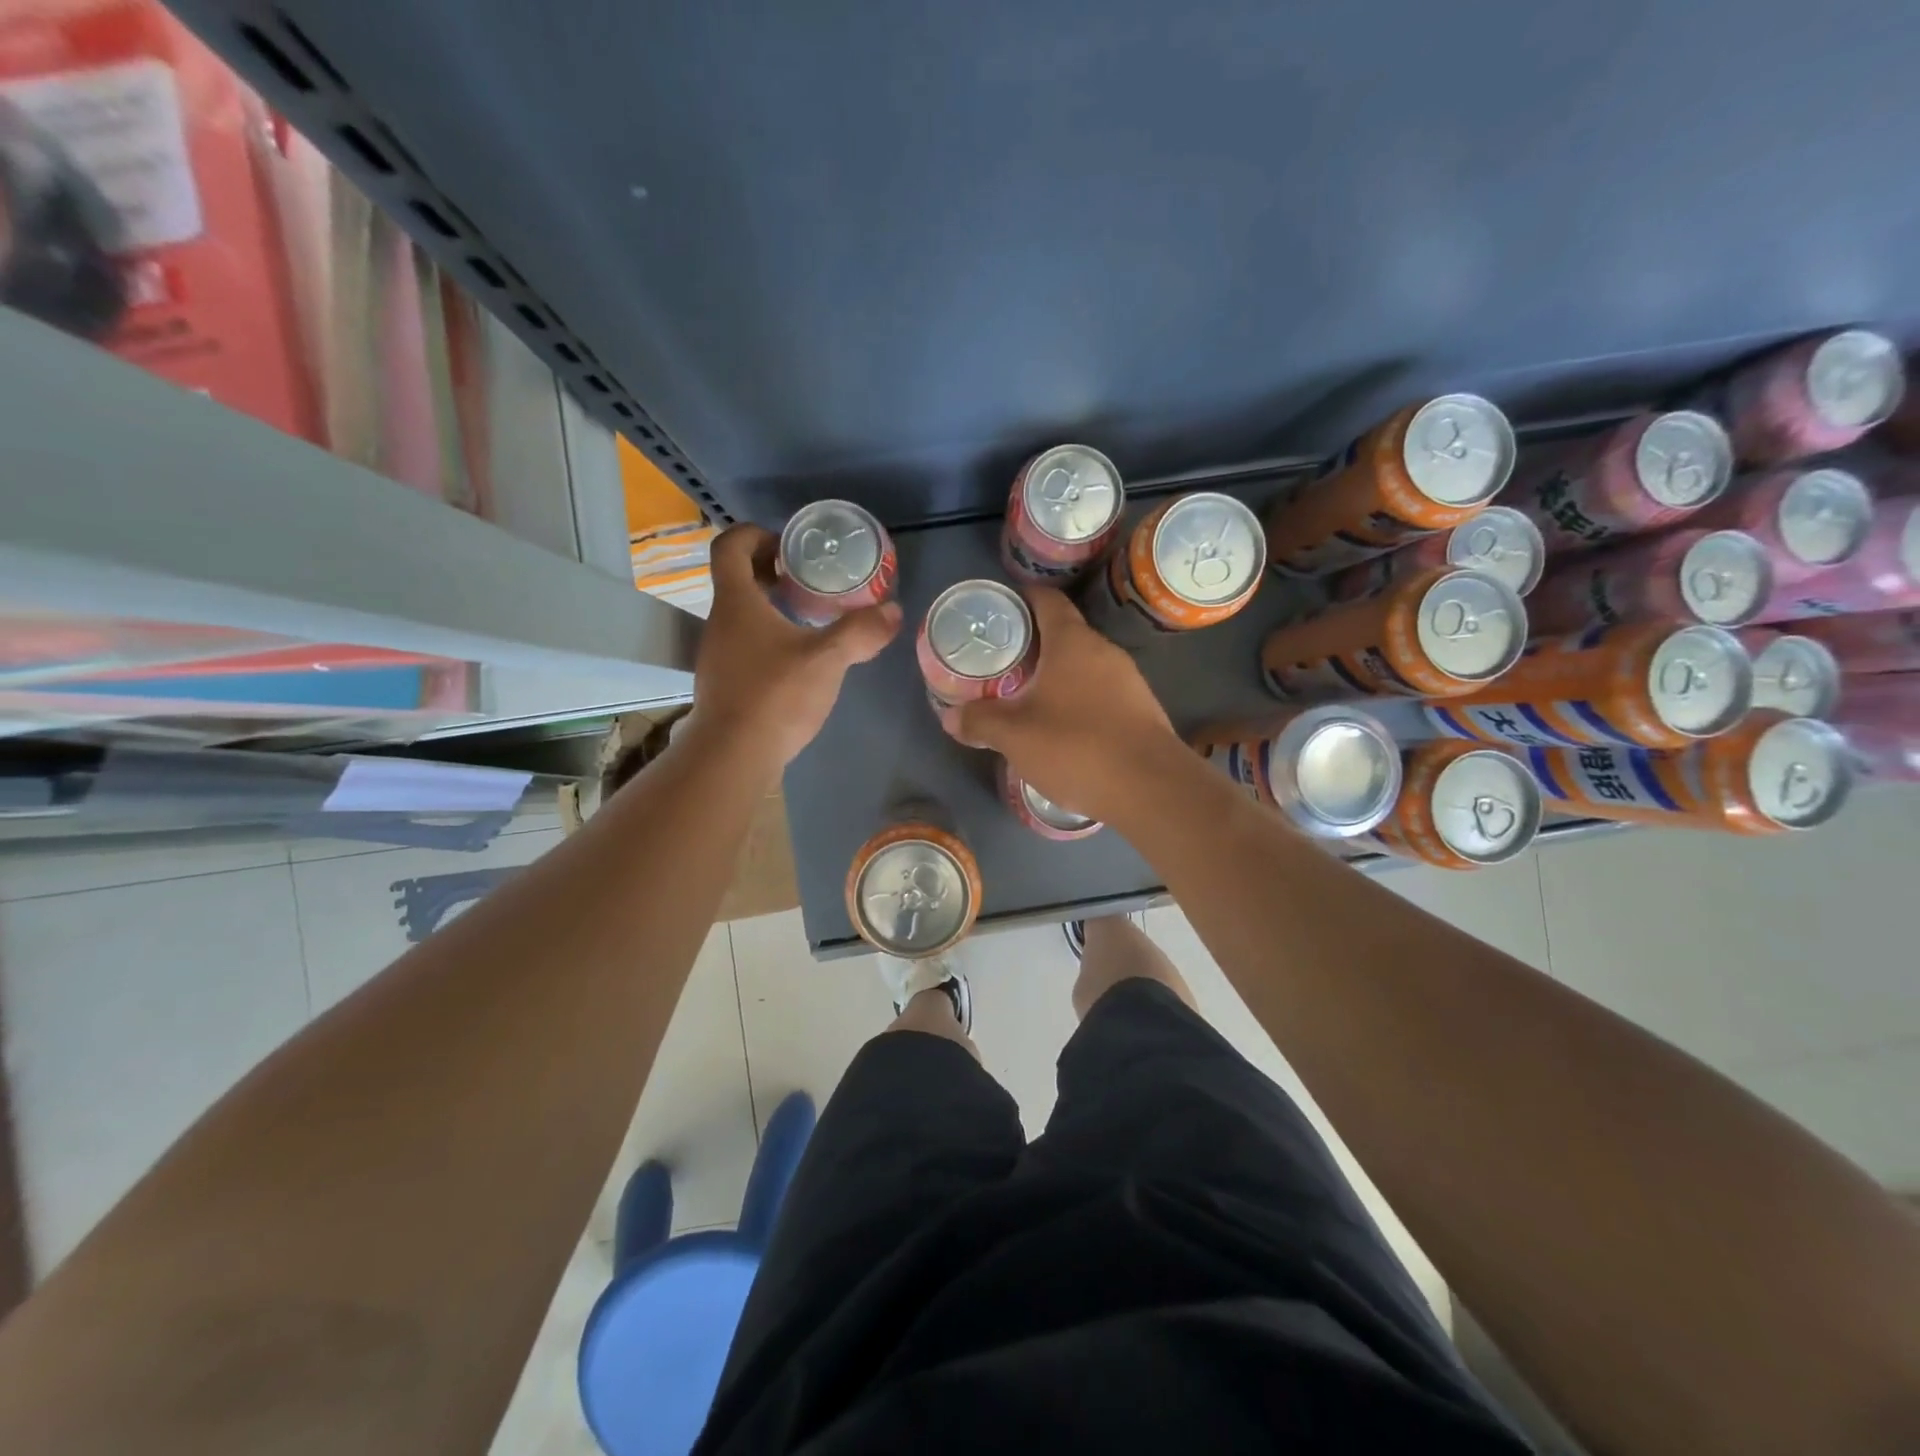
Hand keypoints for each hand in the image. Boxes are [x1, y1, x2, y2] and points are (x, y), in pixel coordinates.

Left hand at [686, 524, 900, 772]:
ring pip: (739, 614)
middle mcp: (719, 622)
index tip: (787, 545)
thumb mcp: (827, 659)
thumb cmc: (776, 695)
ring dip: (768, 606)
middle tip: (806, 578)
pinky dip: (766, 637)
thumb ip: (861, 632)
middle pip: (734, 578)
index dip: (755, 534)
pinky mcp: (723, 682)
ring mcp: (716, 654)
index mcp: (736, 603)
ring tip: (807, 617)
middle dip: (768, 570)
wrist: (734, 755)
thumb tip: (894, 611)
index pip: (729, 546)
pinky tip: (795, 659)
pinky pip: (742, 643)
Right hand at [950, 586, 1184, 824]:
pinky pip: (1102, 693)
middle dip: (1034, 644)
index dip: (1022, 598)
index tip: (1000, 610)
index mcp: (1072, 642)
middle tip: (1003, 663)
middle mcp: (1104, 651)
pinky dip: (1079, 700)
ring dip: (1057, 676)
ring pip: (1084, 666)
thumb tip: (951, 717)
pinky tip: (1064, 728)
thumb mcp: (1015, 735)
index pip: (1047, 600)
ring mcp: (1129, 680)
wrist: (1150, 787)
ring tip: (1028, 697)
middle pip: (1065, 633)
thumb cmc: (1076, 746)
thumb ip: (980, 721)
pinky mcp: (1142, 710)